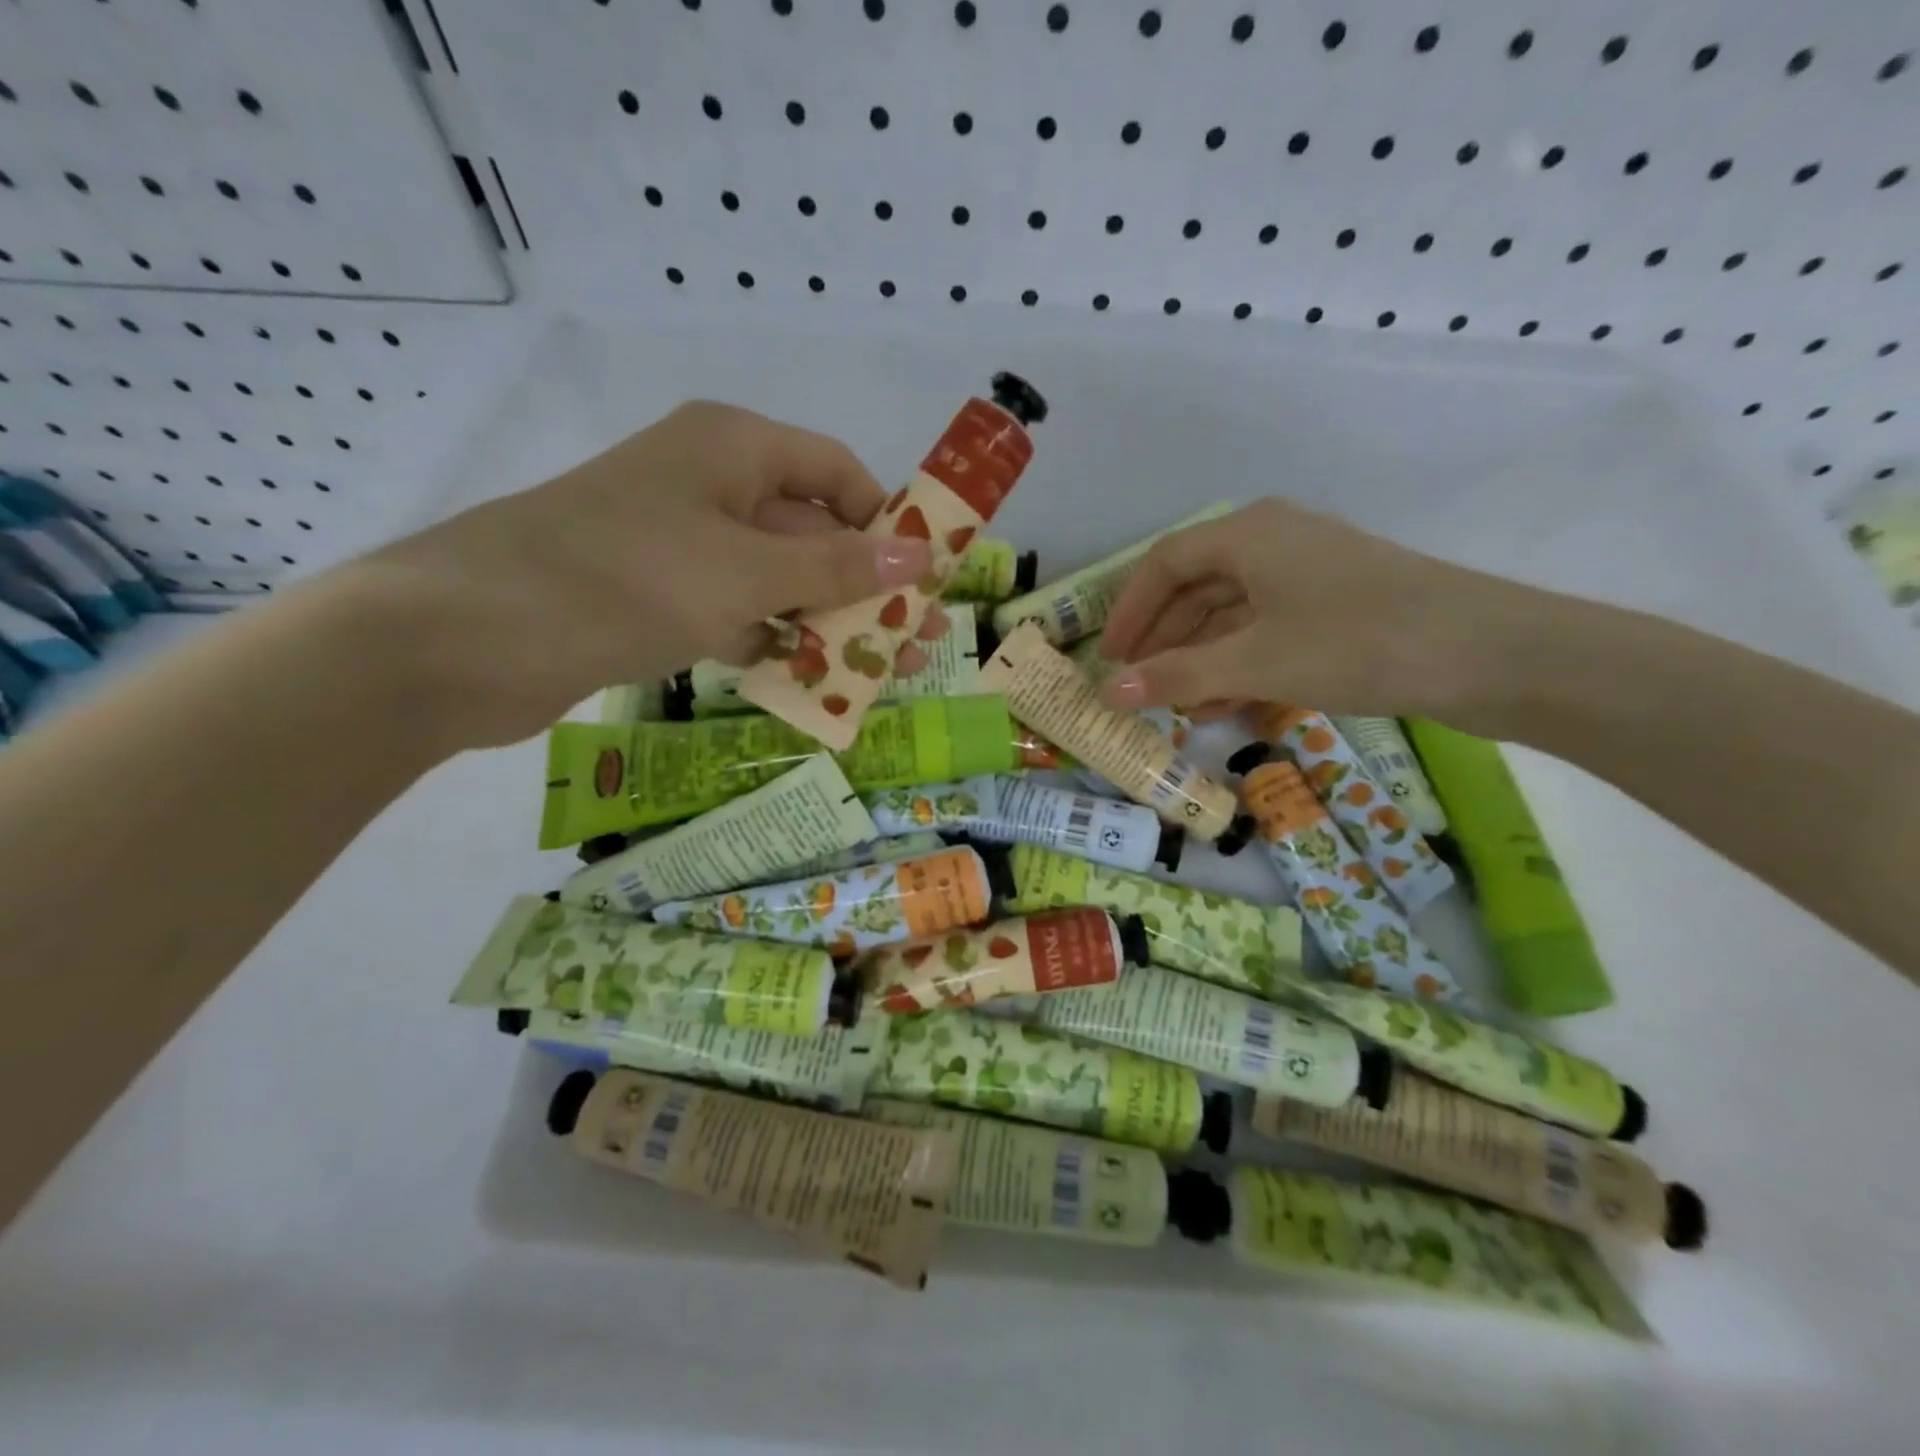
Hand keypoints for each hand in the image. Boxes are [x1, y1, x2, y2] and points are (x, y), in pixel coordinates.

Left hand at [355, 402, 929, 747]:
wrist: (467, 636)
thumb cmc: (625, 578)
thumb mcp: (747, 571)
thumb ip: (837, 566)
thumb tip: (922, 558)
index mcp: (734, 447)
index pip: (838, 473)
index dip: (889, 523)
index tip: (927, 579)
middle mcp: (708, 482)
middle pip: (810, 530)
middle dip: (865, 586)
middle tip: (916, 641)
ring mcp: (678, 542)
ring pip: (774, 578)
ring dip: (822, 622)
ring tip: (875, 672)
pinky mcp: (653, 594)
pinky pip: (733, 611)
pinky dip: (768, 641)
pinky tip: (805, 680)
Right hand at [1095, 498, 1525, 721]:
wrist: (1492, 655)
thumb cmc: (1358, 642)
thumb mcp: (1256, 662)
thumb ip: (1177, 676)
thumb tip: (1109, 693)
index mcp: (1249, 534)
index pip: (1164, 564)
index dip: (1128, 612)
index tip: (1108, 660)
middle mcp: (1274, 542)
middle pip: (1195, 586)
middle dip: (1161, 639)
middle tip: (1134, 685)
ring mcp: (1308, 574)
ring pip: (1230, 612)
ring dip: (1197, 657)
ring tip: (1173, 704)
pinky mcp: (1336, 607)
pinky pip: (1265, 629)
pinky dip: (1237, 662)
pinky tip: (1222, 702)